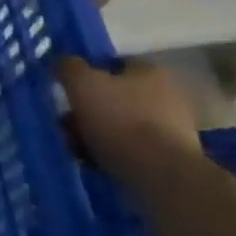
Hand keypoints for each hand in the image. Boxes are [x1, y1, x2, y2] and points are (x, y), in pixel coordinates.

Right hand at [56, 56, 201, 177]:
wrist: (160, 172)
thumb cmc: (120, 119)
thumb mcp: (82, 84)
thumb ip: (69, 67)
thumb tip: (63, 62)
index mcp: (150, 71)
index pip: (113, 64)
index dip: (87, 75)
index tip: (67, 91)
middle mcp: (167, 94)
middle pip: (115, 97)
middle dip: (88, 110)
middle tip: (66, 124)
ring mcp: (173, 127)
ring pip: (121, 124)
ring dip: (97, 133)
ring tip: (75, 147)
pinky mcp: (171, 156)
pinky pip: (132, 148)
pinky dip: (112, 152)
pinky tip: (95, 162)